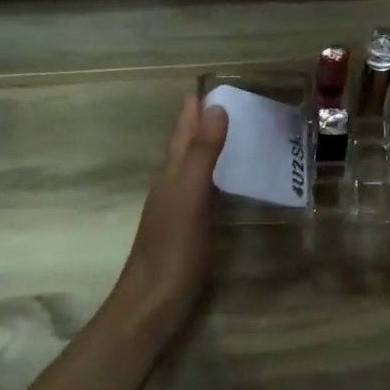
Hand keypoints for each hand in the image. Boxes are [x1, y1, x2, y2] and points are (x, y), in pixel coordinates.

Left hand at [106, 96, 228, 341]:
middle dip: (204, 123)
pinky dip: (217, 177)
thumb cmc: (171, 251)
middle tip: (233, 103)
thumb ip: (201, 154)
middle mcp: (172, 187)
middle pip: (186, 146)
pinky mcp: (189, 231)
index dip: (194, 109)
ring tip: (237, 134)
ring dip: (210, 149)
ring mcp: (178, 210)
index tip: (212, 83)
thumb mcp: (189, 197)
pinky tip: (230, 184)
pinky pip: (205, 192)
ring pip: (194, 168)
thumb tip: (215, 107)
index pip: (183, 132)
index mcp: (170, 175)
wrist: (152, 306)